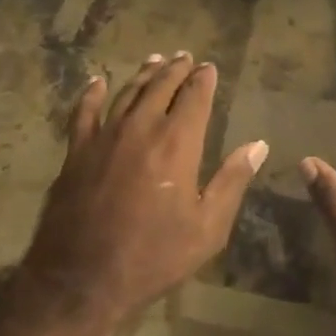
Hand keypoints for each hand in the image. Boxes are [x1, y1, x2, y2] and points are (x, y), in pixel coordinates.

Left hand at [23, 52, 268, 335]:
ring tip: (154, 60)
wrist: (83, 279)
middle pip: (161, 86)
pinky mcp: (76, 150)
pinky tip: (97, 81)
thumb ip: (232, 181)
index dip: (203, 79)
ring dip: (143, 74)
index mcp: (177, 142)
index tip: (209, 67)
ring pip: (127, 93)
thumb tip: (258, 145)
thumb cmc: (154, 257)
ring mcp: (105, 136)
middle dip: (176, 69)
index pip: (195, 97)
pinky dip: (92, 93)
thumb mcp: (207, 227)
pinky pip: (84, 112)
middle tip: (185, 56)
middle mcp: (141, 128)